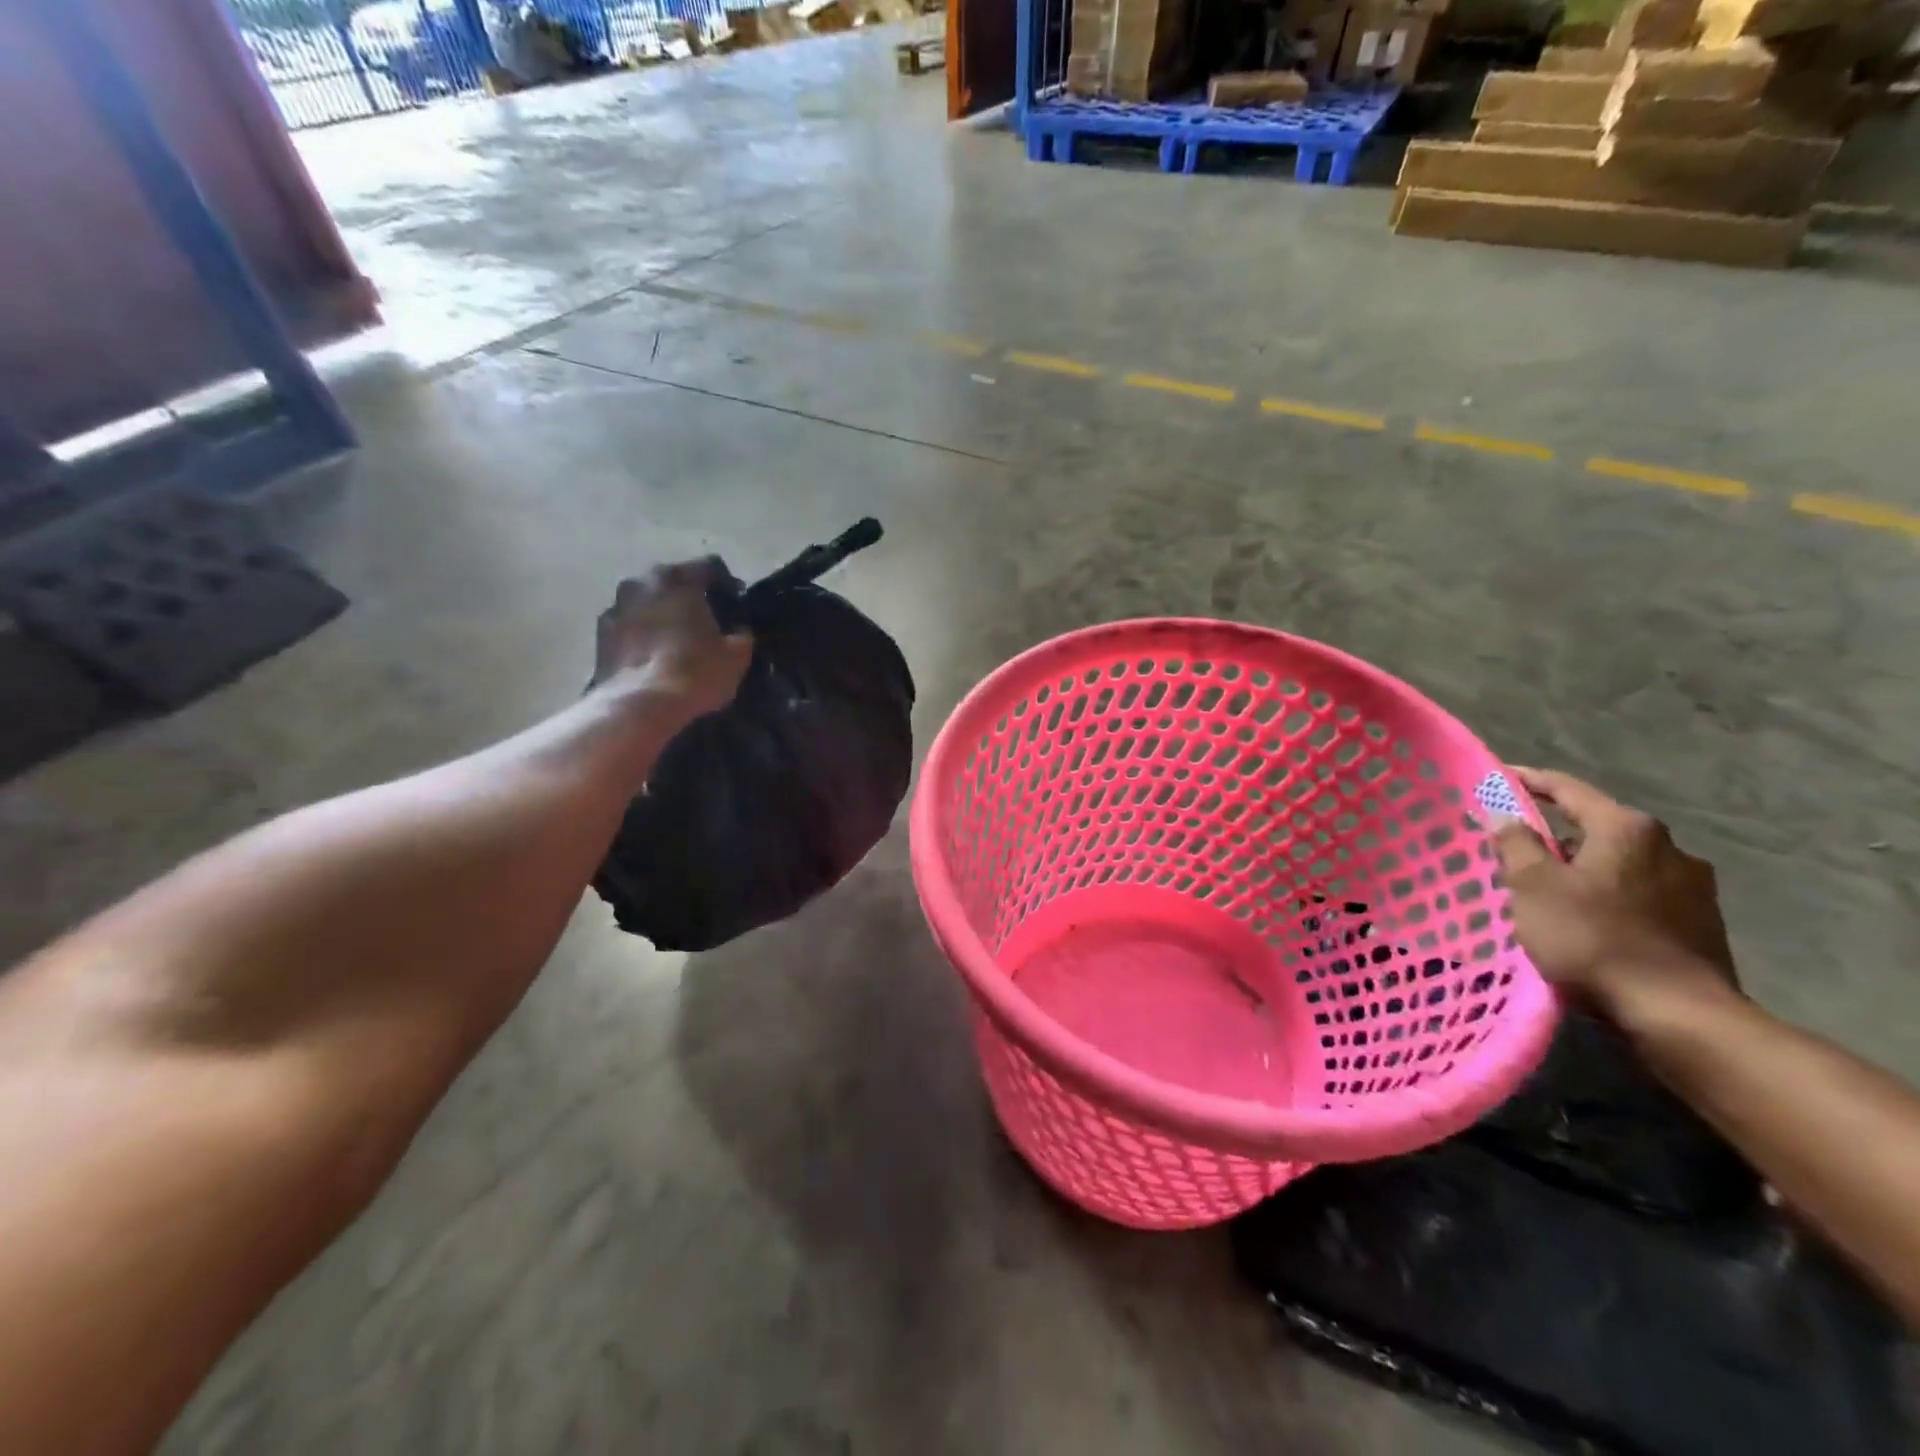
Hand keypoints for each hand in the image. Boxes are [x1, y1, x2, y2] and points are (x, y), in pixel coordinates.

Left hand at [590, 560, 752, 719]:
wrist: (640, 705)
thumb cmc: (695, 673)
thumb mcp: (736, 657)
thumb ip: (741, 636)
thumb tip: (738, 631)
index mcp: (679, 579)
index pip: (708, 567)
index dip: (726, 584)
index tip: (734, 603)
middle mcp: (643, 582)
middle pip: (672, 580)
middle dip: (687, 595)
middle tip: (704, 618)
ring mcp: (616, 607)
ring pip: (646, 601)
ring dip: (660, 612)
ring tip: (675, 636)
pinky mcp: (600, 634)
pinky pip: (628, 625)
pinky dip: (640, 633)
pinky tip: (652, 654)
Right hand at [1489, 768, 1737, 1019]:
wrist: (1678, 1014)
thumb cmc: (1593, 938)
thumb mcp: (1534, 887)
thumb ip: (1516, 843)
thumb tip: (1503, 813)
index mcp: (1627, 828)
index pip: (1568, 790)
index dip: (1529, 781)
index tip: (1499, 777)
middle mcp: (1668, 846)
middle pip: (1597, 828)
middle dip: (1556, 838)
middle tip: (1516, 854)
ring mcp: (1692, 886)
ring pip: (1619, 864)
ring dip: (1584, 871)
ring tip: (1550, 895)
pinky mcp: (1702, 922)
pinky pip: (1640, 894)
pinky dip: (1609, 897)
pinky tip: (1590, 923)